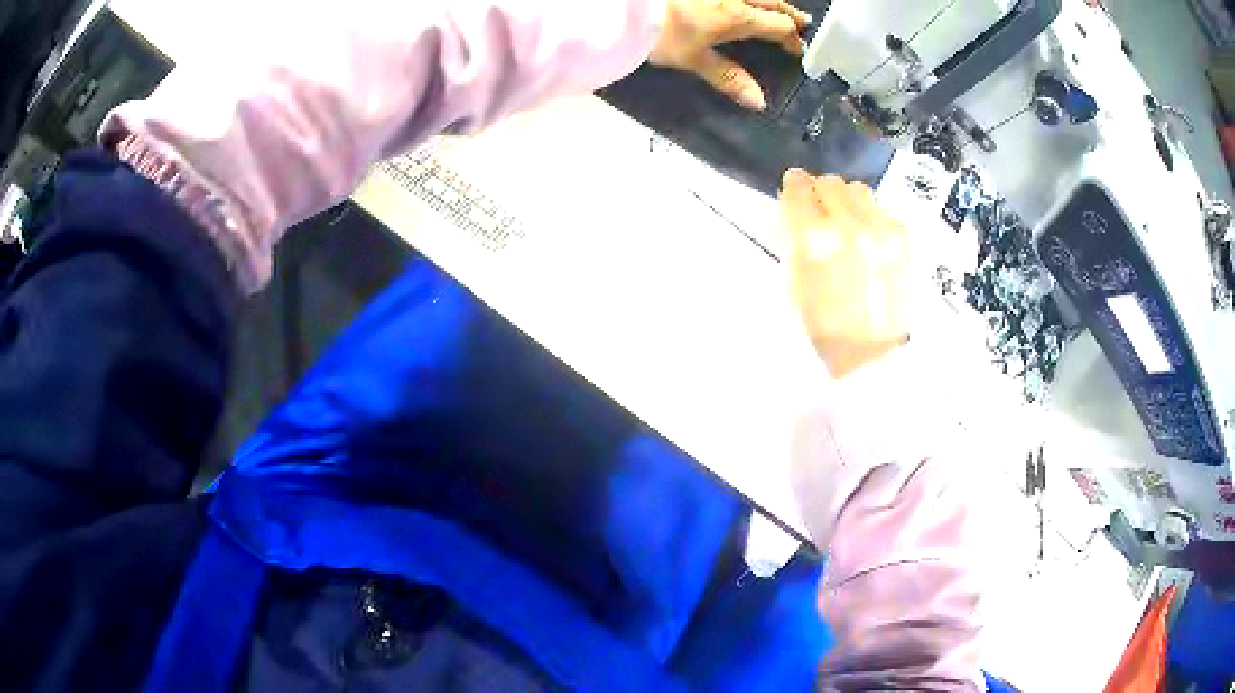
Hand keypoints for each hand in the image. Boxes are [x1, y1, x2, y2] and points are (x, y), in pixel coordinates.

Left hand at [650, 0, 810, 110]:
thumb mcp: (692, 58)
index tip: (798, 49)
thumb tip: (760, 102)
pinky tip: (743, 1)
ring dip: (771, 0)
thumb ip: (727, 76)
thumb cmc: (660, 32)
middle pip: (772, 2)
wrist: (624, 4)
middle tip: (803, 20)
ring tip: (776, 6)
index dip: (791, 39)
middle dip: (789, 12)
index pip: (778, 26)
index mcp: (738, 16)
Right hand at [780, 169, 909, 377]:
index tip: (795, 195)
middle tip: (821, 215)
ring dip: (847, 202)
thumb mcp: (788, 280)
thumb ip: (791, 235)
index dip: (794, 189)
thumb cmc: (819, 326)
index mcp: (812, 238)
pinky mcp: (902, 237)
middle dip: (821, 195)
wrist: (868, 356)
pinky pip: (880, 208)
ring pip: (857, 189)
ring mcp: (880, 229)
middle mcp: (848, 225)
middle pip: (829, 182)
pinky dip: (870, 218)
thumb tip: (796, 207)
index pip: (798, 186)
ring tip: (847, 226)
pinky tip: (869, 242)